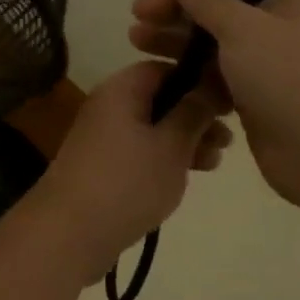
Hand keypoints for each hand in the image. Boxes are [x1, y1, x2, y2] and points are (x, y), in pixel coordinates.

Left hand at [29, 61, 229, 278]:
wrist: (70, 232)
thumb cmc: (127, 181)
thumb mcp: (171, 145)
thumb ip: (194, 112)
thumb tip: (211, 83)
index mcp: (122, 88)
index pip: (165, 68)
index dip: (199, 81)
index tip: (228, 103)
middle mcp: (109, 103)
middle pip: (160, 97)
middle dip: (196, 114)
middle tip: (229, 137)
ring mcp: (104, 134)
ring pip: (153, 125)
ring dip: (186, 138)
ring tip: (217, 160)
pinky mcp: (103, 163)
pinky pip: (141, 148)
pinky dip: (166, 155)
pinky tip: (191, 174)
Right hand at [129, 0, 299, 209]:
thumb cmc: (289, 78)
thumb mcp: (244, 28)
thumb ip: (208, 0)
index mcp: (286, 2)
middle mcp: (277, 29)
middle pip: (218, 10)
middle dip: (177, 9)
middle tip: (138, 12)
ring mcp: (266, 67)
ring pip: (212, 45)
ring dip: (175, 41)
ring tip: (135, 40)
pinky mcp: (254, 100)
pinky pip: (215, 78)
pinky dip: (190, 74)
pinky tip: (160, 73)